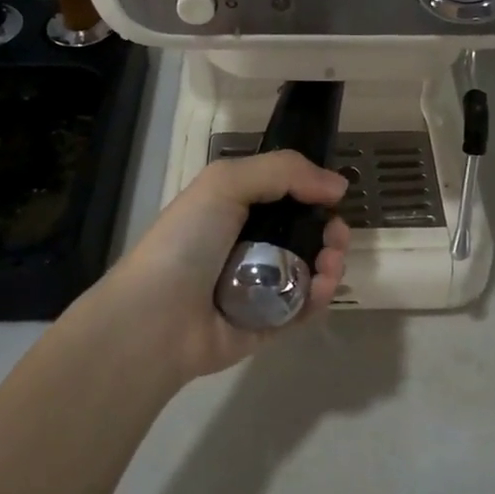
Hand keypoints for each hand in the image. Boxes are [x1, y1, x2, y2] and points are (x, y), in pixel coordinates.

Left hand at [78, 152, 351, 381]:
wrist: (156, 319)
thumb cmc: (186, 242)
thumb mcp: (225, 183)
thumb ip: (284, 171)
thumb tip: (339, 185)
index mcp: (235, 209)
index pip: (286, 194)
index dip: (313, 192)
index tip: (333, 195)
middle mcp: (250, 244)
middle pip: (306, 232)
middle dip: (330, 230)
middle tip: (336, 235)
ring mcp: (261, 286)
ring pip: (312, 269)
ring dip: (331, 262)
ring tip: (329, 264)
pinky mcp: (270, 323)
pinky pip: (306, 306)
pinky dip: (321, 295)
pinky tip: (322, 287)